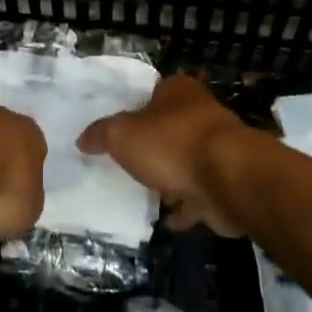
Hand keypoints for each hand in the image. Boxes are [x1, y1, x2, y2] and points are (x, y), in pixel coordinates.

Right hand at [78, 74, 247, 234]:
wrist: (228, 179)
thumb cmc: (172, 144)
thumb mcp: (122, 134)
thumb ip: (101, 134)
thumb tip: (83, 139)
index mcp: (178, 91)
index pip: (153, 92)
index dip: (136, 107)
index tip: (120, 128)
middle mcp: (201, 113)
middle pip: (171, 127)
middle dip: (154, 145)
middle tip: (129, 163)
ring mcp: (217, 149)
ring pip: (187, 161)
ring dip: (171, 178)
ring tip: (146, 194)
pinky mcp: (227, 182)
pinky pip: (200, 194)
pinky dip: (186, 207)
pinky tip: (167, 220)